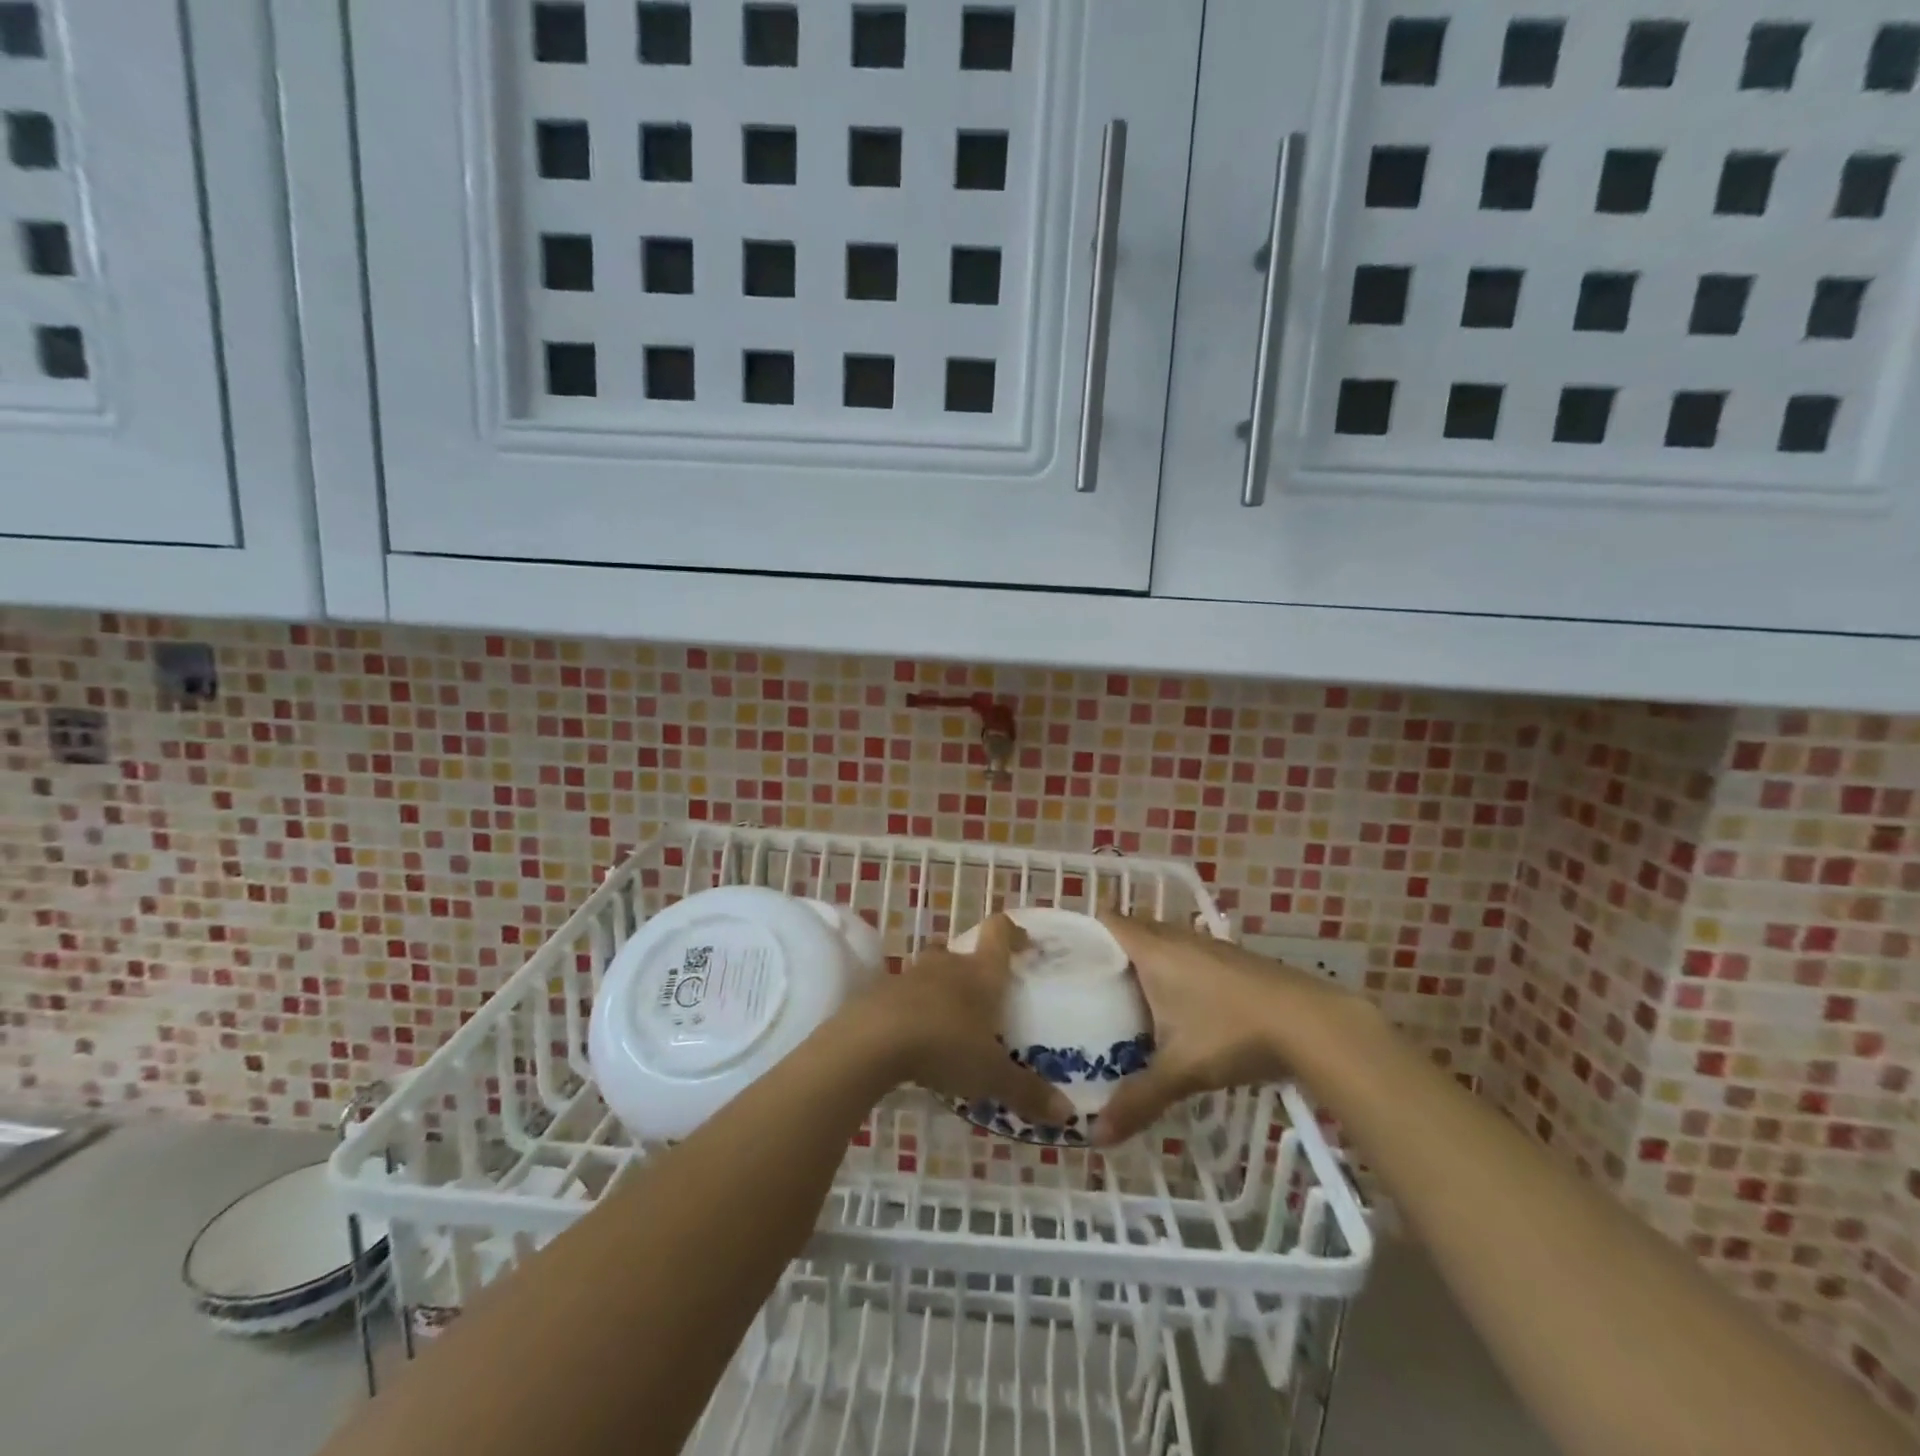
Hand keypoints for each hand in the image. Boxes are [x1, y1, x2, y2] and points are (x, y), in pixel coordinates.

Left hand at [848, 913, 1074, 1126]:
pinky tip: (917, 1039)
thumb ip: (1027, 1091)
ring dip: (942, 990)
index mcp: (981, 972)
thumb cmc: (945, 1044)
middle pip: (962, 952)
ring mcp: (911, 976)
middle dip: (974, 970)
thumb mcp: (991, 1074)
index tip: (1023, 943)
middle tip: (986, 999)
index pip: (998, 932)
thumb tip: (1066, 1114)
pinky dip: (914, 1010)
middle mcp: (948, 965)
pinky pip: (905, 995)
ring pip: (932, 973)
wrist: (874, 1040)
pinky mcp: (882, 993)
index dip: (1012, 932)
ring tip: (952, 1023)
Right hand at [1093, 910, 1350, 1144]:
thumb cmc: (1232, 1032)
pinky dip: (1173, 972)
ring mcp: (1208, 946)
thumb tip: (1096, 1136)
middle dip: (1110, 953)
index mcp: (1153, 950)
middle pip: (1133, 930)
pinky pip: (1187, 956)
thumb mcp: (1181, 1070)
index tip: (1063, 957)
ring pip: (1163, 944)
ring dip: (1145, 964)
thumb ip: (1138, 1100)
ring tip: (1125, 1000)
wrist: (1312, 1023)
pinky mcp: (1232, 960)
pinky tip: (1176, 1009)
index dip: (1084, 931)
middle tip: (1087, 988)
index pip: (1108, 920)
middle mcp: (1177, 938)